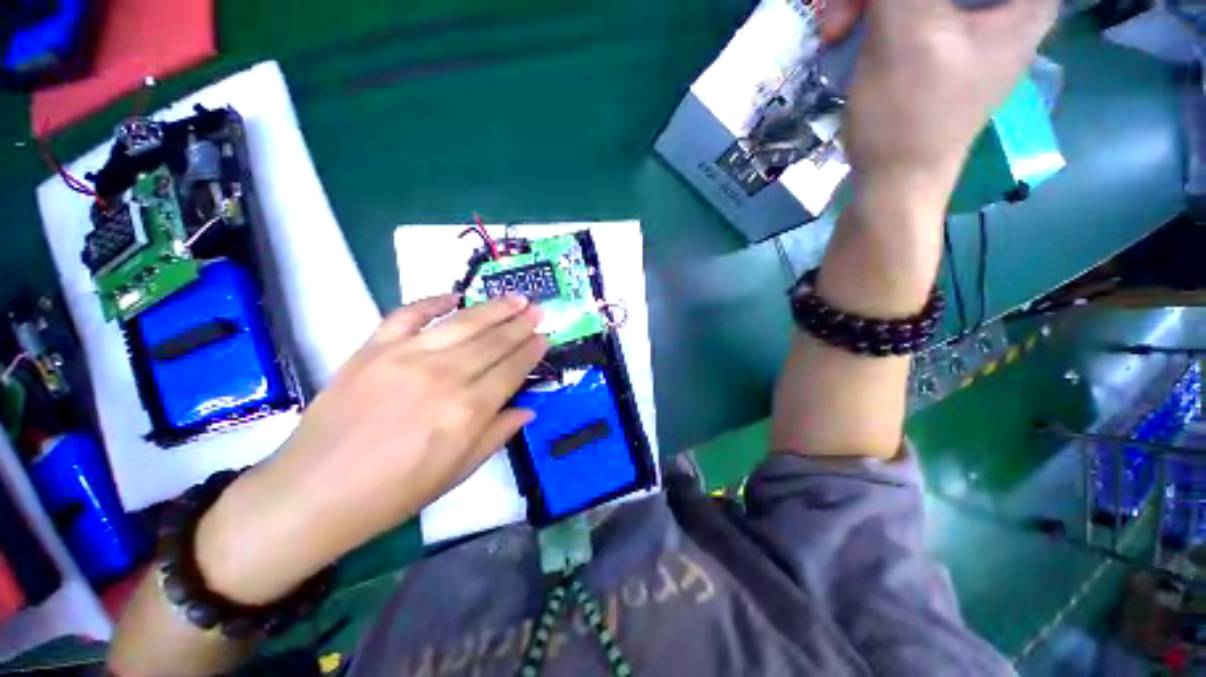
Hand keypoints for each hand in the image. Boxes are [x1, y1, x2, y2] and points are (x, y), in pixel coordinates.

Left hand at [195, 294, 547, 603]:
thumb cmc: (393, 493)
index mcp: (467, 411)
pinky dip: (433, 301)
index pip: (512, 369)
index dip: (531, 351)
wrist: (313, 494)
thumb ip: (497, 434)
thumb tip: (528, 409)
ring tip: (516, 297)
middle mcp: (444, 376)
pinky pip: (408, 314)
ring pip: (463, 322)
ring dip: (494, 308)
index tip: (545, 337)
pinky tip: (454, 296)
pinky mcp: (373, 349)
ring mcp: (406, 357)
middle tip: (538, 309)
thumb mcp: (457, 473)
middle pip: (493, 341)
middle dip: (520, 324)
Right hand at [823, 0, 1057, 194]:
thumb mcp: (905, 33)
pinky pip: (906, 7)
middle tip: (845, 9)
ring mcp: (970, 20)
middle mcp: (1004, 3)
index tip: (894, 9)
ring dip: (872, 0)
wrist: (893, 180)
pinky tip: (847, 30)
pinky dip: (874, 11)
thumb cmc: (909, 116)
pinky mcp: (940, 37)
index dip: (911, 0)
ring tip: (836, 27)